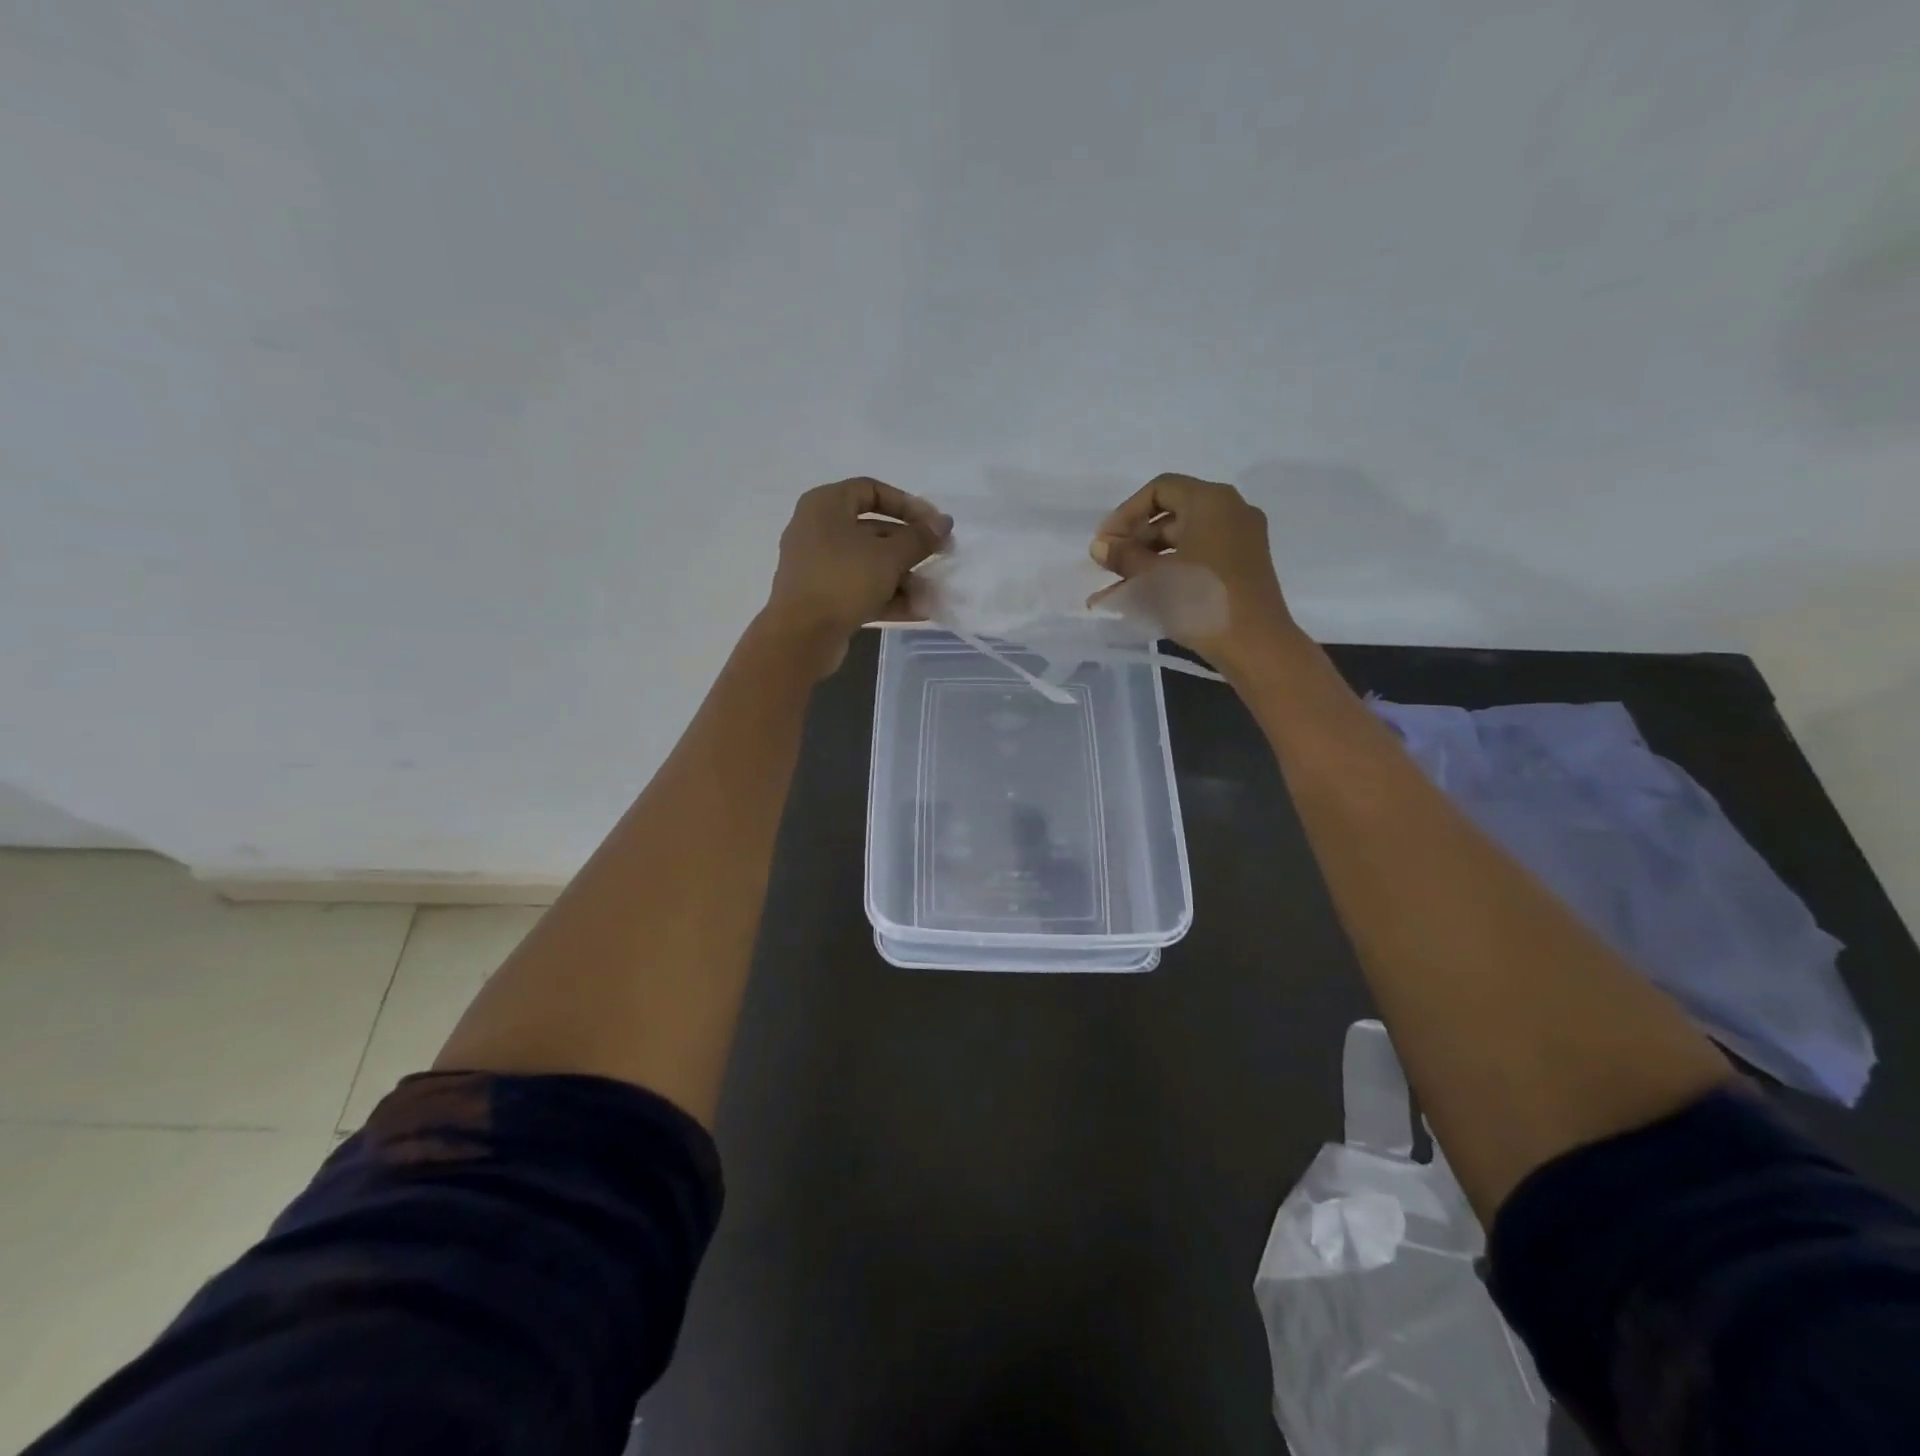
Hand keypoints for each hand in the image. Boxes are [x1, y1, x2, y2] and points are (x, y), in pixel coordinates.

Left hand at [762, 478, 951, 673]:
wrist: (800, 636)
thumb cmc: (843, 580)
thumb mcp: (889, 556)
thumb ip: (920, 538)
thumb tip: (944, 522)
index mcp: (826, 505)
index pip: (871, 490)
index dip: (907, 504)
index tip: (933, 523)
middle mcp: (818, 530)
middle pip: (873, 530)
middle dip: (910, 547)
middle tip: (940, 558)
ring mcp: (818, 566)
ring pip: (868, 563)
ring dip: (903, 577)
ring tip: (932, 592)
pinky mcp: (822, 597)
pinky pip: (860, 589)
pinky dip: (886, 596)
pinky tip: (917, 611)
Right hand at [1088, 472, 1297, 671]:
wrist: (1255, 645)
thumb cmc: (1201, 600)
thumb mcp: (1154, 577)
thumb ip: (1123, 556)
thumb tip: (1099, 546)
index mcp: (1211, 500)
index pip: (1159, 489)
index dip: (1126, 513)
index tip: (1106, 542)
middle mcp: (1230, 510)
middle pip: (1172, 514)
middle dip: (1135, 539)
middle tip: (1109, 565)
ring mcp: (1240, 539)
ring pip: (1184, 539)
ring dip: (1148, 559)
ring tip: (1117, 587)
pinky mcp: (1242, 566)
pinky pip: (1199, 557)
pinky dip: (1170, 570)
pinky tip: (1140, 595)